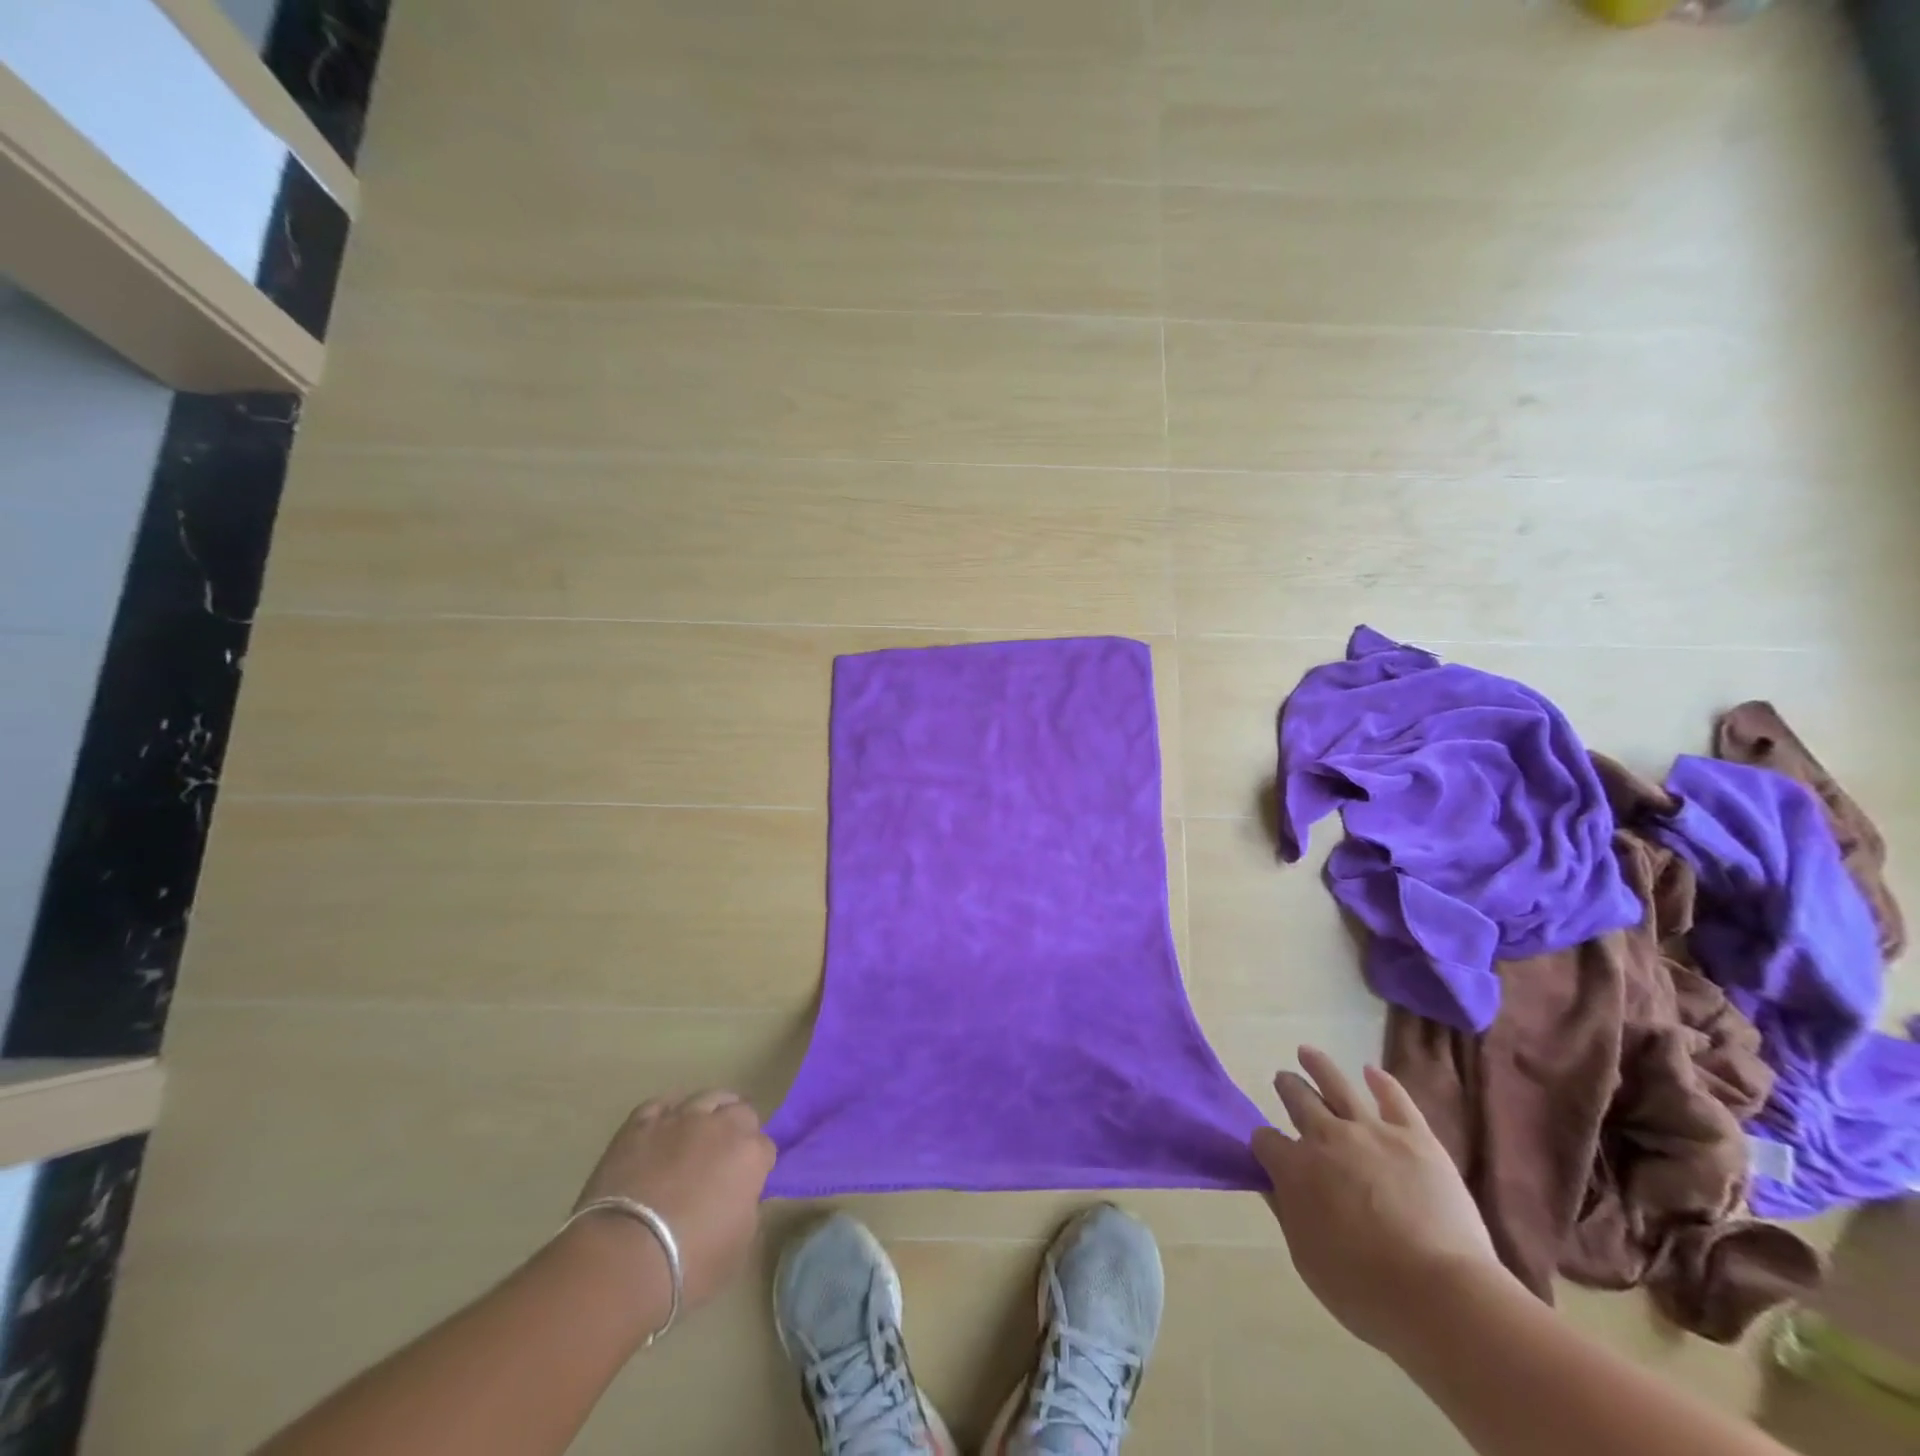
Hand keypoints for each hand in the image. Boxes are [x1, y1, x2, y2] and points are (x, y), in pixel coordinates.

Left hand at [573, 1090, 776, 1309]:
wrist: (622, 1260)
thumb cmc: (689, 1265)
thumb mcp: (738, 1246)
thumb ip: (747, 1209)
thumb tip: (741, 1196)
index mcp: (750, 1154)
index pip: (765, 1147)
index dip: (757, 1165)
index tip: (747, 1184)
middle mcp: (720, 1125)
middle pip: (740, 1111)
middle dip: (738, 1130)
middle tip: (725, 1158)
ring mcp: (678, 1119)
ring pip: (705, 1097)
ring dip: (708, 1113)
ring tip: (698, 1134)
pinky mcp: (639, 1124)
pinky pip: (661, 1105)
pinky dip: (667, 1114)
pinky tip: (664, 1129)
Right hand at [1251, 1047, 1510, 1358]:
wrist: (1440, 1296)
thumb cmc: (1365, 1291)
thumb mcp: (1307, 1260)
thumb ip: (1287, 1215)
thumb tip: (1270, 1185)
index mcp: (1295, 1169)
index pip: (1266, 1141)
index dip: (1264, 1144)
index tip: (1268, 1150)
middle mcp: (1325, 1138)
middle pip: (1298, 1100)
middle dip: (1288, 1088)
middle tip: (1284, 1079)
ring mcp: (1371, 1131)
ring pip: (1336, 1084)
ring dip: (1318, 1065)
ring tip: (1307, 1051)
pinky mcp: (1414, 1136)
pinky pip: (1395, 1099)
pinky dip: (1381, 1082)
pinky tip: (1372, 1070)